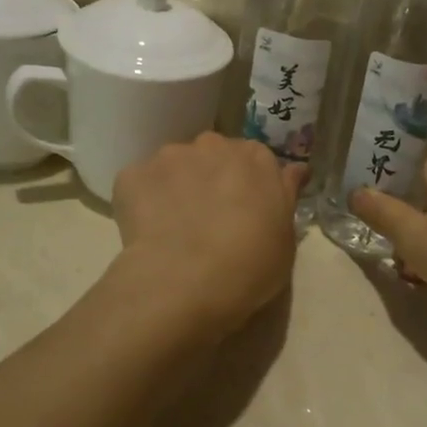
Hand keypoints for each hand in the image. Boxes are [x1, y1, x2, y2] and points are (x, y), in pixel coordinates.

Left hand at [111, 133, 307, 336]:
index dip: (248, 185)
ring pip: (175, 166)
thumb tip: (294, 171)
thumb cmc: (250, 265)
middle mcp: (214, 145)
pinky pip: (140, 183)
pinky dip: (143, 201)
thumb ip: (286, 197)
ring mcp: (170, 156)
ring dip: (177, 187)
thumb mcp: (285, 238)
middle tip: (210, 218)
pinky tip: (148, 232)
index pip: (255, 160)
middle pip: (213, 155)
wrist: (186, 282)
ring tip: (174, 227)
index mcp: (257, 158)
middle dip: (211, 178)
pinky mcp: (132, 175)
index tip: (245, 210)